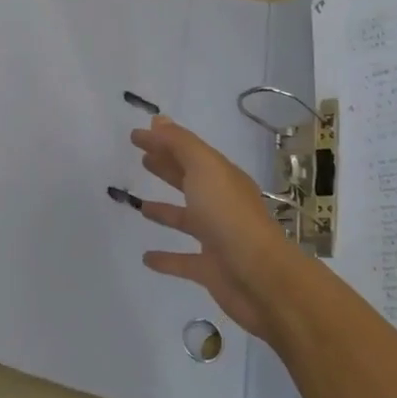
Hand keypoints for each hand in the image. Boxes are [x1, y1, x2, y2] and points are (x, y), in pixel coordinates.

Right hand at [127, 115, 308, 339]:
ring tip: (140, 206)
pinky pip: (183, 261)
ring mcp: (216, 238)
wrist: (260, 277)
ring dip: (165, 211)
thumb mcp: (204, 168)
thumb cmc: (228, 216)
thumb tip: (158, 120)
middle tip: (142, 159)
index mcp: (221, 177)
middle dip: (167, 168)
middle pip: (190, 181)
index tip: (135, 136)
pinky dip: (166, 258)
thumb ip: (180, 144)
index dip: (163, 141)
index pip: (189, 152)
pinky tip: (146, 257)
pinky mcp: (210, 270)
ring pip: (186, 219)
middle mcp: (221, 204)